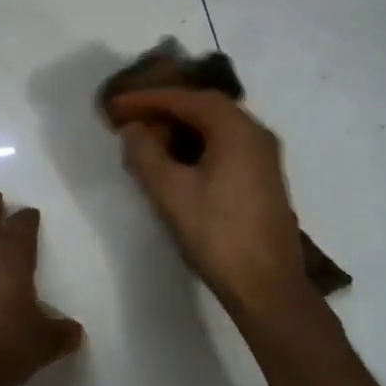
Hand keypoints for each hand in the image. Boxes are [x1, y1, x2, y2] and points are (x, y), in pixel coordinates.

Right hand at [106, 88, 314, 325]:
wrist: (268, 287)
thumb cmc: (217, 235)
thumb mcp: (171, 193)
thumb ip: (146, 154)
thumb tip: (134, 130)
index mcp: (238, 130)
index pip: (187, 99)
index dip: (149, 98)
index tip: (117, 104)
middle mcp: (256, 134)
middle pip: (205, 107)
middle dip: (165, 110)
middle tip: (130, 118)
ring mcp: (264, 157)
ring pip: (216, 128)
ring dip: (181, 129)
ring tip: (147, 139)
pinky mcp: (263, 179)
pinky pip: (226, 146)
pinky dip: (197, 145)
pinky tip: (175, 162)